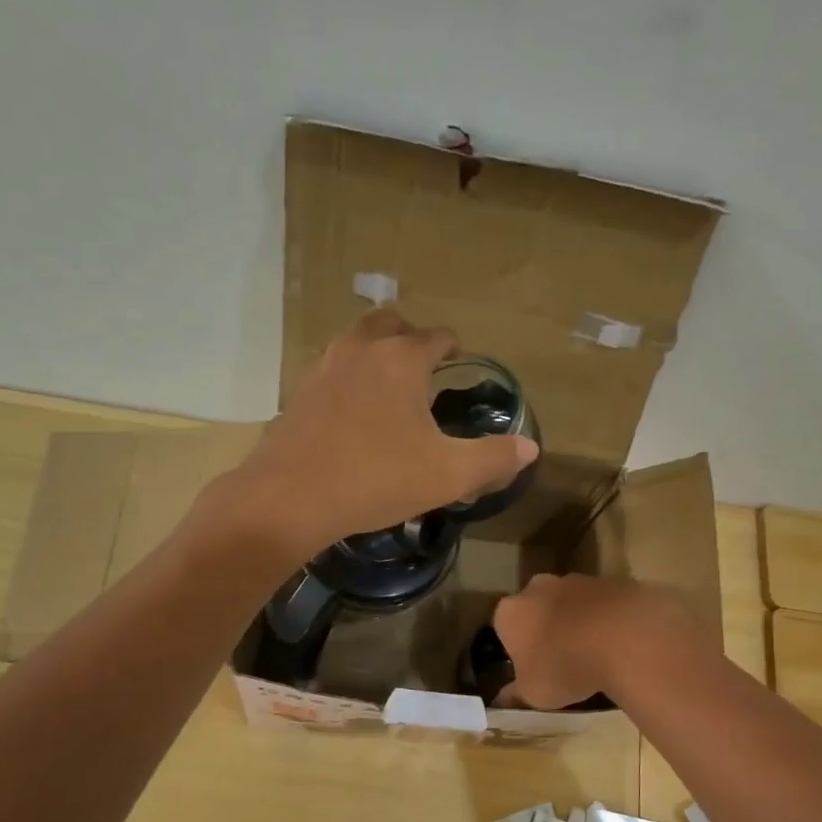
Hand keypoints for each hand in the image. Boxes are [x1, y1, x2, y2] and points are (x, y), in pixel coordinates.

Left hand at [215, 311, 538, 560]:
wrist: (290, 497)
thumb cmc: (376, 479)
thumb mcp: (448, 474)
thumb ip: (493, 459)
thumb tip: (530, 448)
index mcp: (401, 359)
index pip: (436, 336)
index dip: (454, 346)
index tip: (462, 359)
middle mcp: (361, 350)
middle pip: (390, 324)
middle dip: (412, 337)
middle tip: (426, 364)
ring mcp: (323, 368)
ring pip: (356, 342)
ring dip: (377, 352)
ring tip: (391, 384)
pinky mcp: (299, 394)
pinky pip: (332, 370)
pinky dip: (350, 377)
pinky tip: (355, 411)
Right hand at [492, 574, 694, 709]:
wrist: (623, 640)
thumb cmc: (564, 667)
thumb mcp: (534, 693)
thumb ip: (516, 693)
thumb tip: (503, 697)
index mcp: (511, 612)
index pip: (505, 628)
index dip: (517, 648)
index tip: (531, 667)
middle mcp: (538, 587)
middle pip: (537, 608)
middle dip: (546, 628)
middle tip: (561, 658)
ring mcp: (578, 580)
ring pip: (572, 603)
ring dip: (578, 621)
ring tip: (594, 652)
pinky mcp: (612, 581)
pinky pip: (603, 603)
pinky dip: (607, 618)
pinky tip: (619, 642)